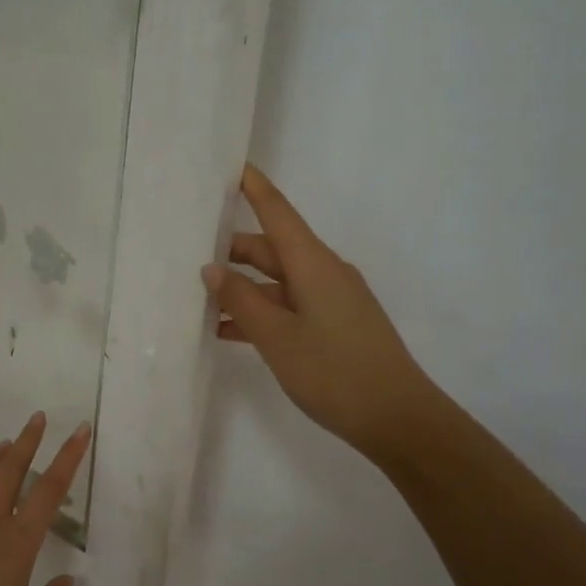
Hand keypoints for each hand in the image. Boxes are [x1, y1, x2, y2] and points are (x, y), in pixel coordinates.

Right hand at [203, 165, 434, 463]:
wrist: (397, 419)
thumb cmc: (334, 371)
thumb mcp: (277, 337)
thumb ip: (241, 301)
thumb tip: (212, 270)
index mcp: (313, 264)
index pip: (278, 212)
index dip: (254, 188)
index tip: (232, 167)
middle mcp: (323, 273)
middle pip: (271, 249)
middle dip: (231, 251)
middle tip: (187, 254)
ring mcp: (330, 301)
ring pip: (276, 282)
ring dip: (241, 289)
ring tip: (197, 299)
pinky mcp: (333, 326)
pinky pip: (288, 307)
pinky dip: (259, 314)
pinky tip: (226, 332)